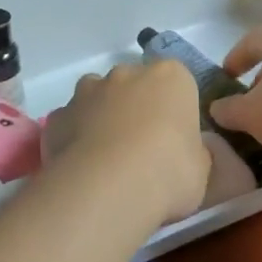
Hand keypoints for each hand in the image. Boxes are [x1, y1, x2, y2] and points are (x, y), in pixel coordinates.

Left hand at [41, 60, 209, 226]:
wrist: (109, 188)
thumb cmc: (168, 172)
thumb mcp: (202, 169)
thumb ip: (194, 152)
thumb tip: (188, 153)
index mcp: (170, 77)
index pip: (178, 82)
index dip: (176, 109)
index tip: (177, 138)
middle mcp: (127, 73)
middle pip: (135, 84)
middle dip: (137, 107)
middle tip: (143, 149)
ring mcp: (88, 91)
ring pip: (98, 96)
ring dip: (103, 116)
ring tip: (108, 157)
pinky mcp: (58, 115)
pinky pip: (70, 122)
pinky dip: (74, 137)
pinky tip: (81, 167)